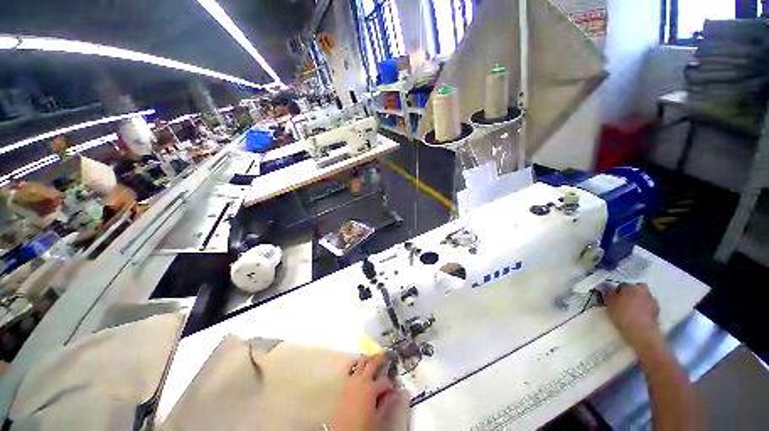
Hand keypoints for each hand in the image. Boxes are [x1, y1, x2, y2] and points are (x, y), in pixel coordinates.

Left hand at [330, 353, 399, 430]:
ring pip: (361, 363)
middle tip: (385, 353)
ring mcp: (351, 380)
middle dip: (380, 358)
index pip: (385, 380)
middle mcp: (361, 380)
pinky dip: (356, 365)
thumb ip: (387, 403)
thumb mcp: (378, 418)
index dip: (390, 383)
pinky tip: (358, 365)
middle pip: (372, 364)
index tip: (394, 388)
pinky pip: (350, 369)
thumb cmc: (362, 427)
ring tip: (373, 356)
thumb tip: (395, 393)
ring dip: (368, 359)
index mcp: (371, 388)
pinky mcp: (343, 384)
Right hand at [604, 283, 661, 349]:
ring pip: (643, 296)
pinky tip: (639, 314)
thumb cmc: (622, 315)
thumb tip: (610, 289)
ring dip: (639, 299)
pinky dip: (644, 307)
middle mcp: (642, 290)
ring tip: (632, 308)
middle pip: (636, 288)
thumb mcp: (610, 303)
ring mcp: (651, 299)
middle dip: (631, 292)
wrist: (641, 331)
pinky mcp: (657, 309)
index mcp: (630, 287)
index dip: (617, 290)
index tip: (614, 296)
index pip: (622, 284)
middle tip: (625, 300)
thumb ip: (610, 294)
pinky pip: (648, 304)